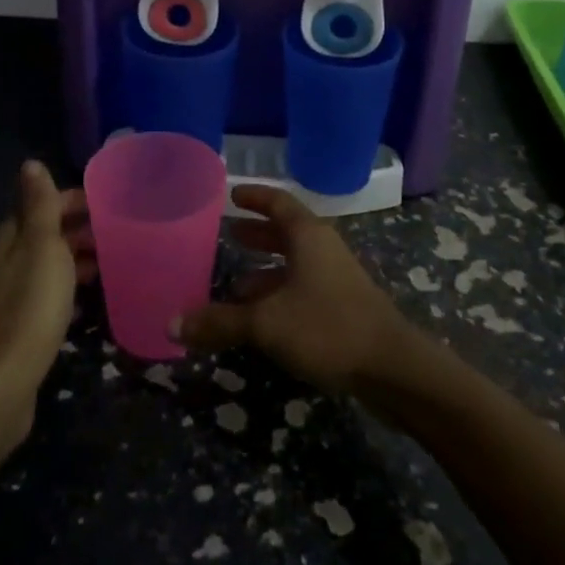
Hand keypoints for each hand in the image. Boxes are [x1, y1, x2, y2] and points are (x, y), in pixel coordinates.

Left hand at [0, 161, 95, 452]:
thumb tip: (30, 162)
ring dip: (80, 254)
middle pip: (50, 231)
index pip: (47, 204)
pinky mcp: (28, 320)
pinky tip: (96, 290)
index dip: (78, 200)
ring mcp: (18, 291)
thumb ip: (40, 205)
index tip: (115, 202)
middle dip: (82, 226)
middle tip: (123, 229)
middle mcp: (10, 259)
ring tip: (117, 255)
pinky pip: (56, 289)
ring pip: (53, 260)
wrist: (7, 379)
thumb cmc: (31, 304)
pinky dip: (74, 282)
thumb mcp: (42, 245)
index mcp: (12, 236)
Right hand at [173, 185, 410, 392]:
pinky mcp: (343, 307)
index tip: (232, 194)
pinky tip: (260, 317)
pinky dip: (279, 294)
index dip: (255, 197)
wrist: (393, 369)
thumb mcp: (266, 323)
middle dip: (256, 233)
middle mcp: (322, 249)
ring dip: (265, 270)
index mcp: (308, 236)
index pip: (278, 202)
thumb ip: (220, 322)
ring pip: (294, 264)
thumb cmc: (327, 327)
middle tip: (227, 233)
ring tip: (233, 283)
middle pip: (286, 231)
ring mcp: (336, 278)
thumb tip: (171, 324)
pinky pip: (302, 288)